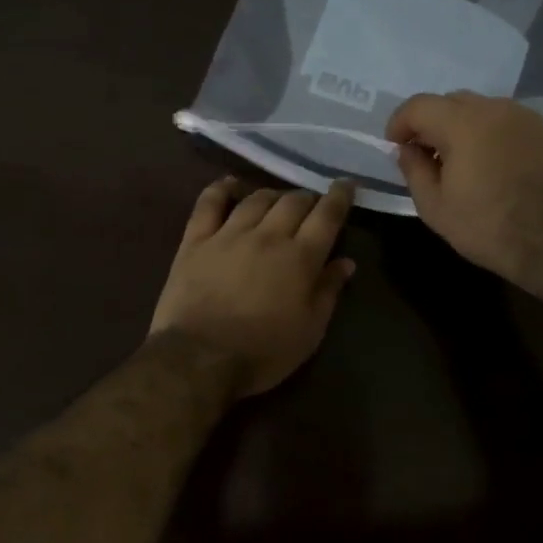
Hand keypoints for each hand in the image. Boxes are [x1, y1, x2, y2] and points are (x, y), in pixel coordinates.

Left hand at [150, 177, 356, 397]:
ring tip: (277, 200)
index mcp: (300, 258)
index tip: (346, 184)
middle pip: (292, 202)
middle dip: (307, 198)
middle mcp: (267, 236)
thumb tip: (346, 262)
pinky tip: (230, 184)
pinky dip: (221, 188)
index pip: (327, 216)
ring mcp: (228, 234)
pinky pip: (209, 203)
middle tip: (311, 205)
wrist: (199, 358)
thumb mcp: (310, 331)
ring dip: (272, 195)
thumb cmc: (263, 352)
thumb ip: (328, 291)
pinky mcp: (195, 241)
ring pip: (256, 199)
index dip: (340, 196)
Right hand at [386, 91, 542, 277]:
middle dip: (431, 122)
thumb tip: (408, 150)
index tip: (395, 145)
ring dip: (461, 126)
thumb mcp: (435, 207)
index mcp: (462, 123)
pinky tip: (488, 163)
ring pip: (480, 109)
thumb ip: (414, 170)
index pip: (419, 105)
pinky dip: (488, 133)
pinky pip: (505, 122)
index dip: (400, 122)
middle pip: (451, 101)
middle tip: (424, 154)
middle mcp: (494, 108)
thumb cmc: (486, 226)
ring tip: (458, 160)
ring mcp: (524, 117)